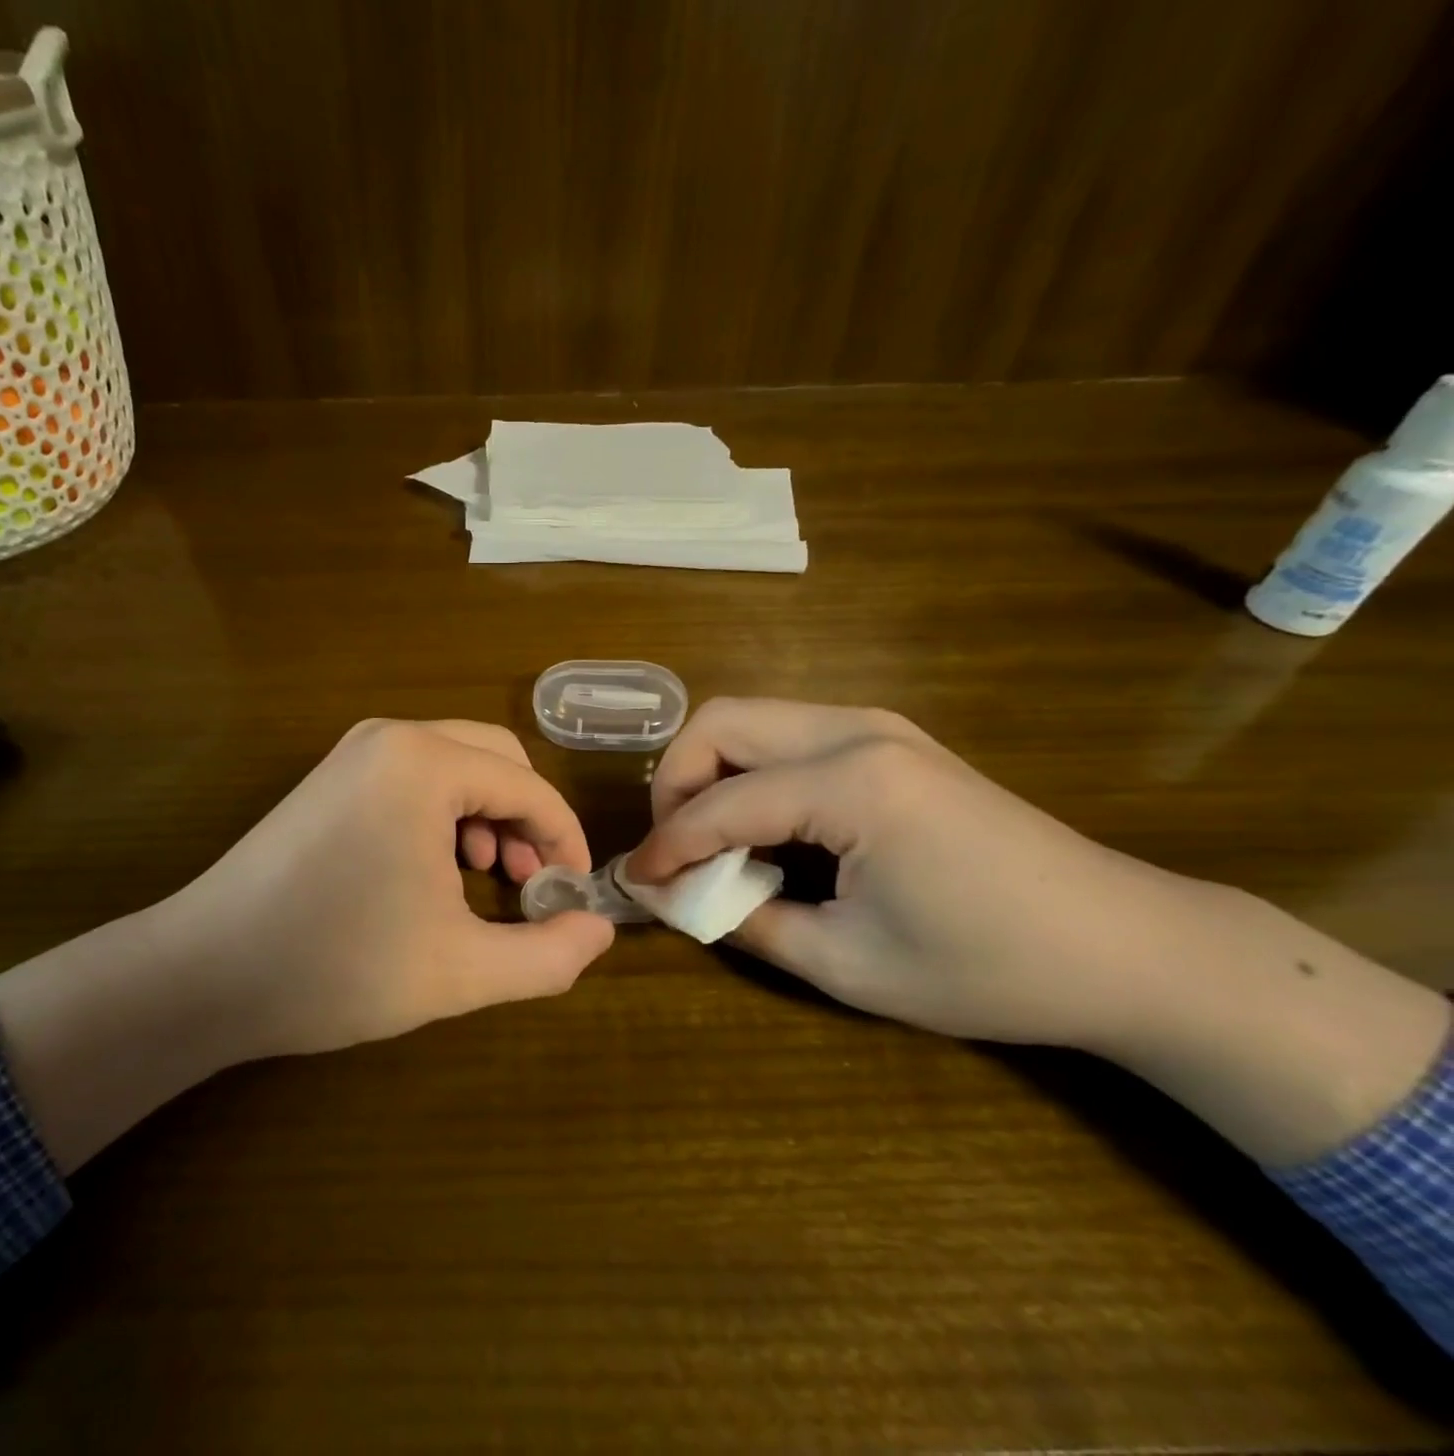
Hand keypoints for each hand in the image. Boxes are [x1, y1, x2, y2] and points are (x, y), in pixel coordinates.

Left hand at [143, 718, 613, 1058]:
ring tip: (487, 876)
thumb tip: (600, 931)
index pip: (529, 788)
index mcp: (425, 763)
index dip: (565, 842)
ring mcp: (354, 753)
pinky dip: (446, 814)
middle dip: (528, 820)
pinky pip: (415, 778)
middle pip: (497, 761)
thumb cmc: (337, 966)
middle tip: (530, 885)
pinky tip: (436, 868)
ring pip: (457, 766)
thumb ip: (548, 954)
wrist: (204, 974)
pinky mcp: (332, 777)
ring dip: (489, 815)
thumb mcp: (461, 971)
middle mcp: (391, 737)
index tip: (572, 897)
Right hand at [627, 699, 1448, 1163]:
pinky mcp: (890, 740)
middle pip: (720, 722)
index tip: (635, 884)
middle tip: (675, 849)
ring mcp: (878, 725)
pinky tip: (765, 828)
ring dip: (711, 772)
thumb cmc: (990, 968)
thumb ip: (742, 921)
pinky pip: (787, 735)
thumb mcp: (847, 964)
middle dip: (676, 783)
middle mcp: (857, 729)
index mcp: (851, 783)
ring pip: (751, 719)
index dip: (665, 845)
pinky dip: (752, 773)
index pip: (720, 803)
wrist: (1129, 947)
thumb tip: (668, 898)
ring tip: (713, 842)